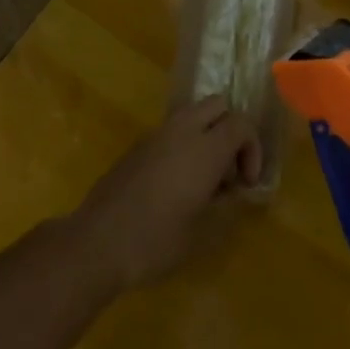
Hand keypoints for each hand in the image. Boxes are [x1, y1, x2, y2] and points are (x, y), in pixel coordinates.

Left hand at [72, 96, 262, 290]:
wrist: (97, 244)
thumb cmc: (157, 240)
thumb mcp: (204, 231)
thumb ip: (225, 204)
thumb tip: (229, 191)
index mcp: (205, 148)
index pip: (241, 123)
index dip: (252, 148)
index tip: (246, 183)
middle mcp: (181, 131)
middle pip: (217, 105)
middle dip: (230, 130)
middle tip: (228, 169)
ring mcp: (154, 136)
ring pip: (191, 115)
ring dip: (205, 135)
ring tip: (203, 178)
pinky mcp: (135, 147)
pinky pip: (169, 133)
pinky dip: (182, 146)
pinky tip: (175, 185)